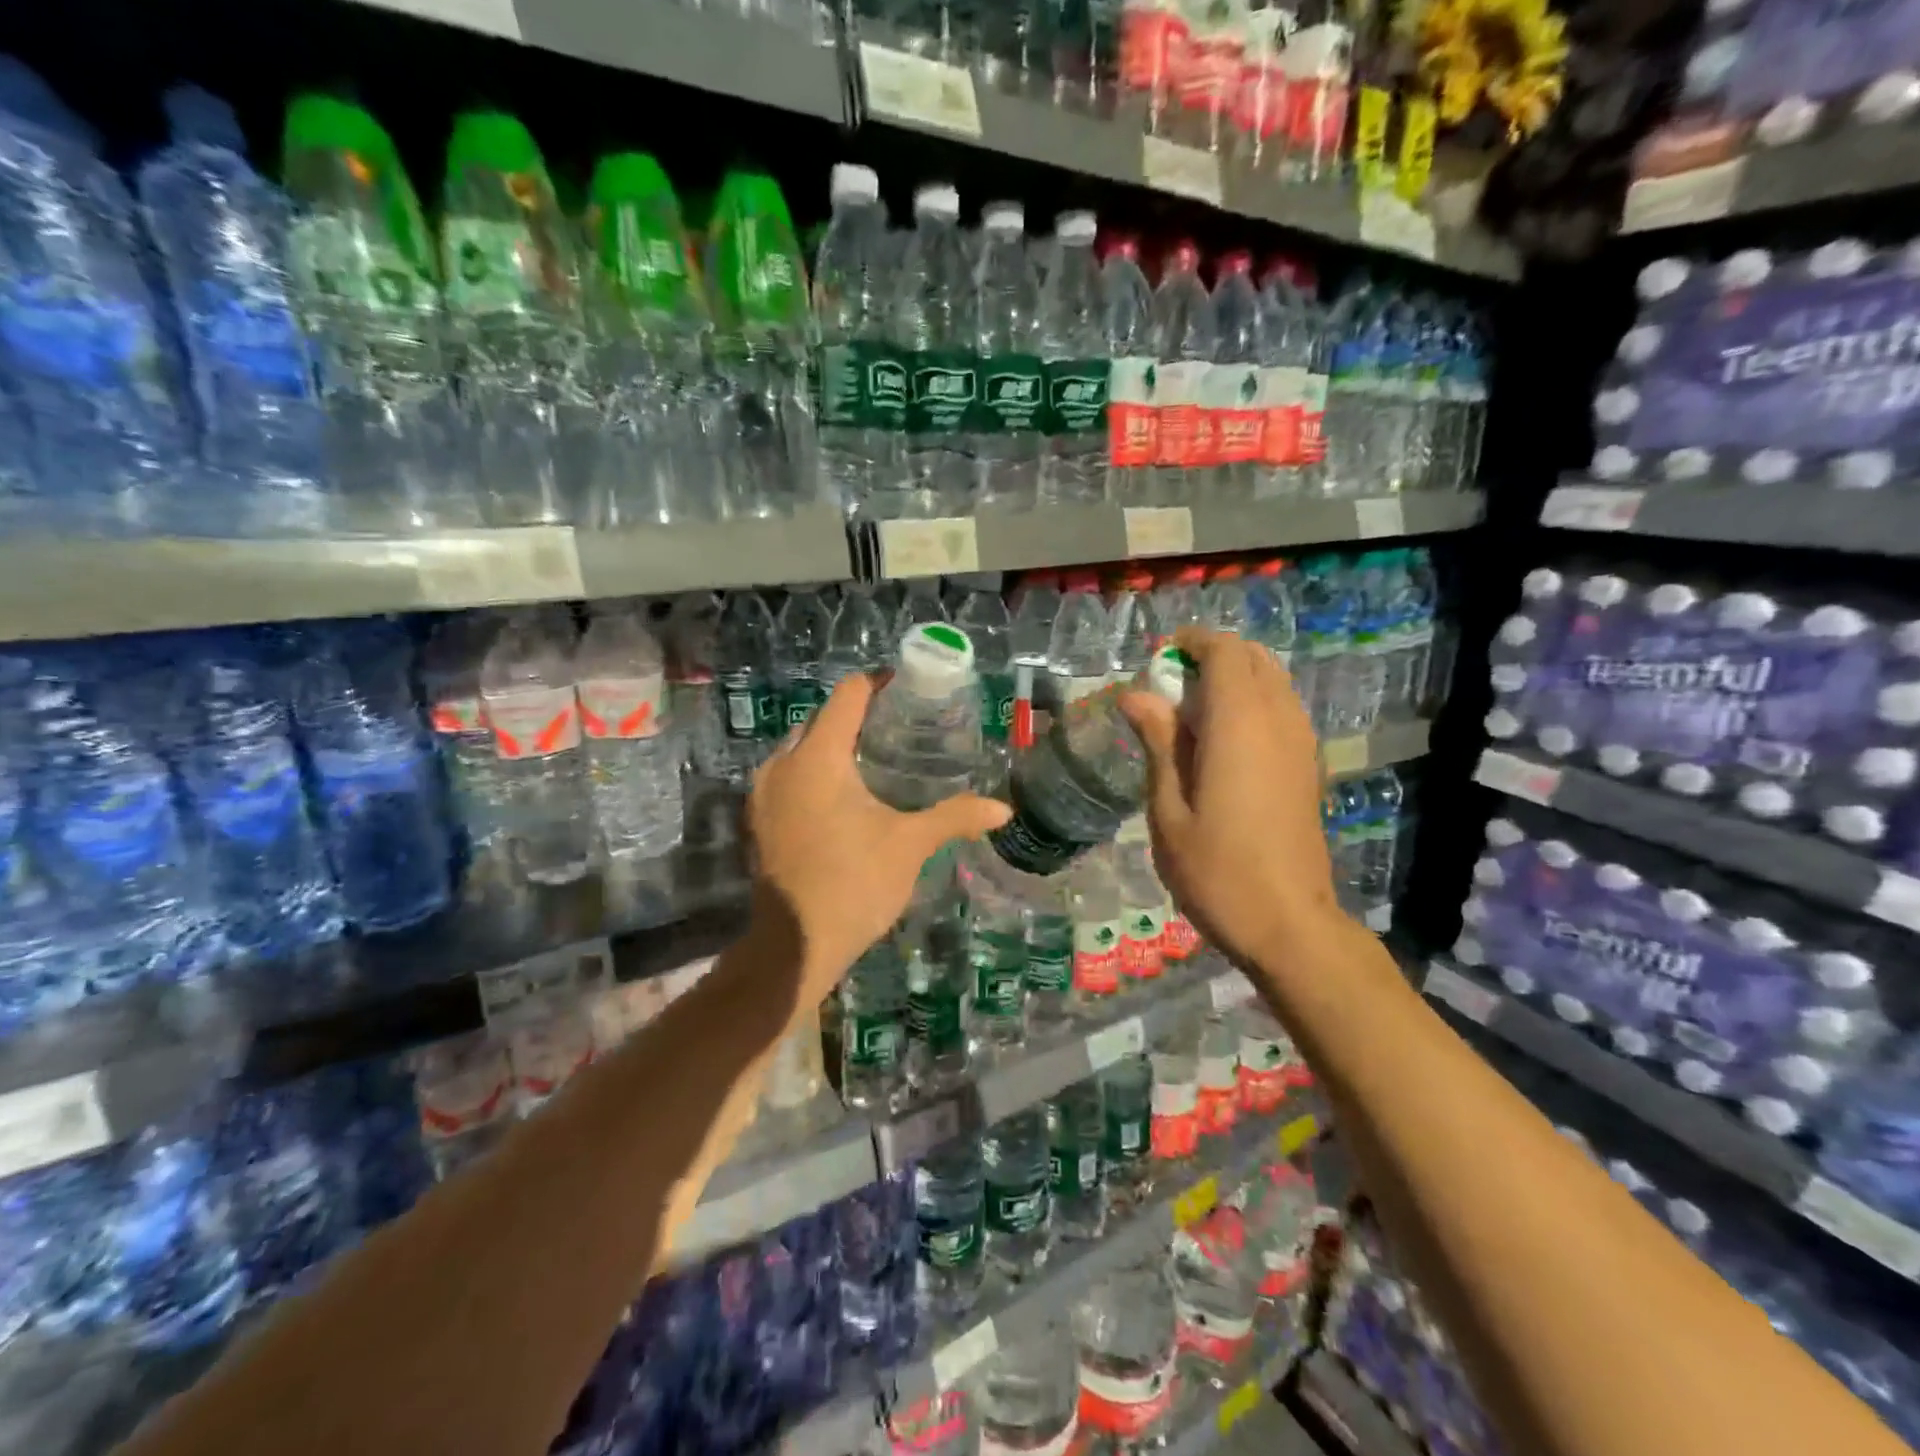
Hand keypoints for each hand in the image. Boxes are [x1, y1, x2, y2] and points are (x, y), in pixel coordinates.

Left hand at [746, 673, 1009, 1010]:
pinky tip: (843, 797)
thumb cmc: (854, 883)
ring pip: (800, 748)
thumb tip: (1004, 809)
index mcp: (818, 756)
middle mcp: (782, 763)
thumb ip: (955, 817)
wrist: (795, 944)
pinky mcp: (758, 818)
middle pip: (821, 718)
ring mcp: (763, 792)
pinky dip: (814, 772)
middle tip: (898, 728)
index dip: (878, 684)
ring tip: (874, 760)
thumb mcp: (910, 845)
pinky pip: (788, 775)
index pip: (847, 695)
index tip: (907, 689)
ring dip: (833, 745)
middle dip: (856, 716)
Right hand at [1120, 628, 1336, 966]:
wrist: (1288, 924)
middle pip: (1253, 658)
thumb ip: (1159, 742)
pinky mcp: (1309, 765)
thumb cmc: (1216, 870)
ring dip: (1234, 679)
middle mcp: (1278, 720)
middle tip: (1171, 688)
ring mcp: (1301, 742)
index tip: (1159, 661)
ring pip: (1272, 680)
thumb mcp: (1169, 809)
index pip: (1224, 652)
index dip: (1192, 644)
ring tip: (1192, 714)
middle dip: (1212, 657)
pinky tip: (1223, 743)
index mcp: (1239, 724)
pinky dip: (1253, 702)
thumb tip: (1137, 694)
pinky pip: (1282, 708)